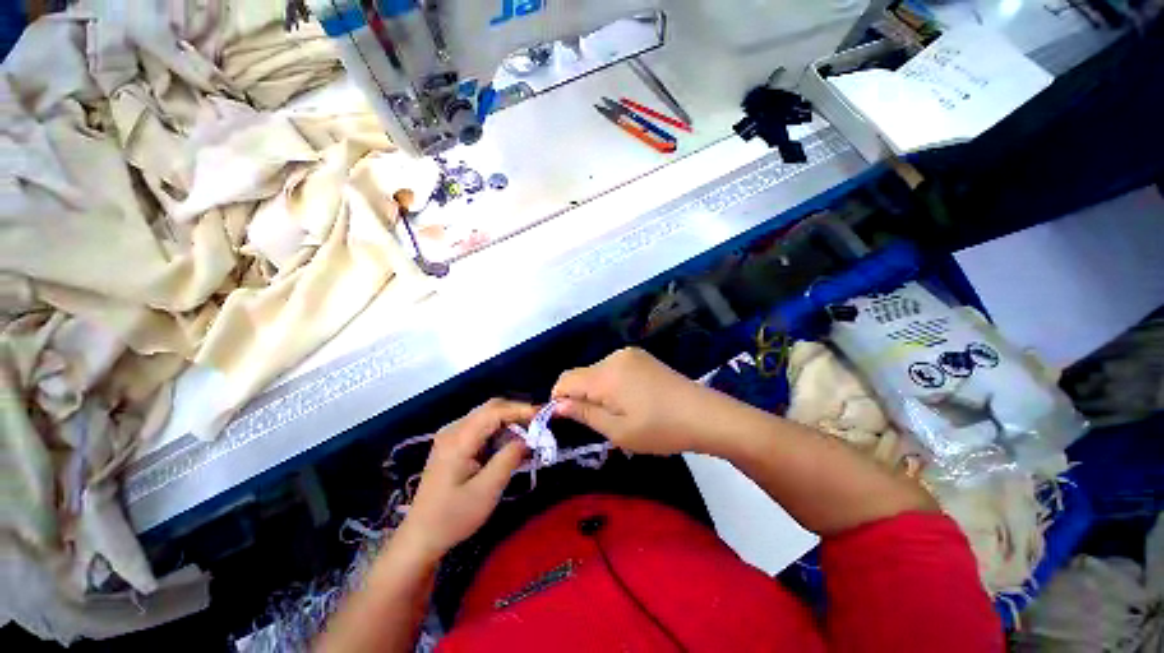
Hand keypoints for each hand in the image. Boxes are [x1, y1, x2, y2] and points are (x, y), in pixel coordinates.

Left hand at [395, 399, 534, 559]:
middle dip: (517, 413)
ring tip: (529, 436)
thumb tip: (528, 438)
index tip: (544, 416)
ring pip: (488, 416)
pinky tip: (510, 445)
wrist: (420, 537)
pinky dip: (500, 432)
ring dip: (510, 423)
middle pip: (491, 408)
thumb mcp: (487, 490)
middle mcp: (453, 429)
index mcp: (458, 438)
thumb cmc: (453, 517)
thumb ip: (509, 458)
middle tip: (539, 425)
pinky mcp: (454, 444)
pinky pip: (481, 428)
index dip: (521, 410)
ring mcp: (452, 435)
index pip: (495, 411)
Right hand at [551, 348, 718, 455]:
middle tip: (599, 423)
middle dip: (581, 397)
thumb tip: (557, 405)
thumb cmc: (660, 429)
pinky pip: (613, 368)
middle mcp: (614, 357)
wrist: (705, 415)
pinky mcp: (642, 357)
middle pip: (582, 375)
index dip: (559, 399)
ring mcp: (630, 354)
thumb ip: (584, 414)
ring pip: (597, 372)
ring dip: (597, 391)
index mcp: (606, 374)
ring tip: (618, 413)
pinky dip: (611, 384)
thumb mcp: (618, 431)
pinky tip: (630, 400)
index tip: (567, 420)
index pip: (566, 380)